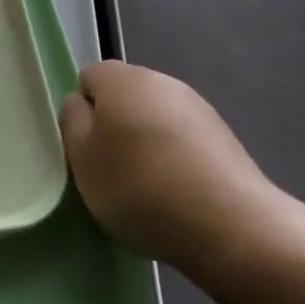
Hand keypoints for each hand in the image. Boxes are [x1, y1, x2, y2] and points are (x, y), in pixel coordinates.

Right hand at [60, 60, 289, 280]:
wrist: (231, 225)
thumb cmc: (140, 187)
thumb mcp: (82, 158)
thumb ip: (73, 121)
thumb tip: (83, 104)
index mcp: (121, 78)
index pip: (88, 79)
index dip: (83, 113)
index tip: (89, 150)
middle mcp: (160, 80)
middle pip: (124, 96)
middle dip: (116, 126)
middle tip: (113, 171)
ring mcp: (197, 106)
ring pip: (155, 118)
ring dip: (147, 143)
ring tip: (150, 188)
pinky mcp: (224, 136)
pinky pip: (183, 139)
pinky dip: (176, 158)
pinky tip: (181, 193)